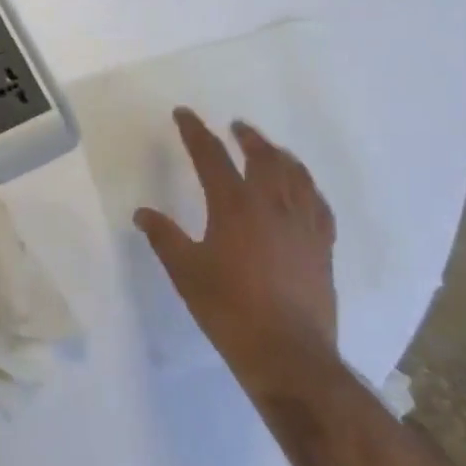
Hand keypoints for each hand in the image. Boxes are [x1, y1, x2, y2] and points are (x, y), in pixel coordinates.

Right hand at [134, 108, 338, 398]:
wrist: (286, 352)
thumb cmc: (228, 309)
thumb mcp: (185, 272)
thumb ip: (164, 237)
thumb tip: (142, 213)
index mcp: (234, 206)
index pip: (212, 156)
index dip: (196, 132)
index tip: (184, 114)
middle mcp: (273, 205)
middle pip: (262, 156)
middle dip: (247, 137)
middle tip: (236, 126)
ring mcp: (303, 224)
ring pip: (295, 174)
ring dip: (279, 154)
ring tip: (270, 148)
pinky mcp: (323, 245)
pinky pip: (318, 203)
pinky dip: (307, 186)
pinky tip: (304, 188)